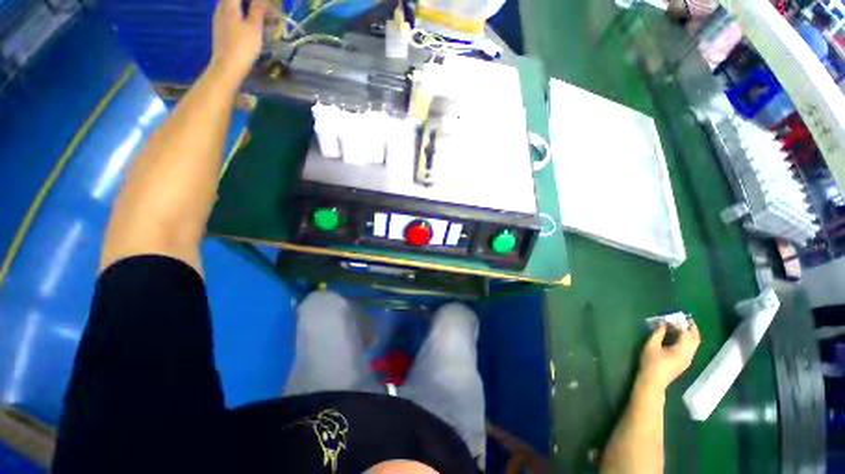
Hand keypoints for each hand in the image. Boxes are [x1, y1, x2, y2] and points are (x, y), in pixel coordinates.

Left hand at [209, 0, 266, 86]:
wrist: (227, 67)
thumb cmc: (243, 46)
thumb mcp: (254, 28)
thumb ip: (257, 10)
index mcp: (228, 5)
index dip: (254, 0)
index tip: (261, 2)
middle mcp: (220, 8)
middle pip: (232, 0)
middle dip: (247, 3)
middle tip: (260, 7)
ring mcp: (218, 19)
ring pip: (230, 7)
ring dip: (243, 8)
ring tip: (256, 14)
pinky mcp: (219, 30)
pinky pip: (229, 15)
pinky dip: (239, 15)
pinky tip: (246, 23)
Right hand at [638, 322, 700, 391]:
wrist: (653, 381)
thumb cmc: (650, 362)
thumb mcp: (651, 345)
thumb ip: (658, 333)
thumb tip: (663, 324)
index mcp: (682, 350)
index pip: (686, 333)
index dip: (680, 324)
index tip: (672, 317)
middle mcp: (689, 354)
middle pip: (695, 339)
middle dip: (691, 328)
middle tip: (684, 319)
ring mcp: (688, 359)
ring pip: (694, 344)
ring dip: (690, 334)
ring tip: (680, 326)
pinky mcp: (684, 362)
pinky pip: (690, 348)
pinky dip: (687, 340)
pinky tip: (677, 337)